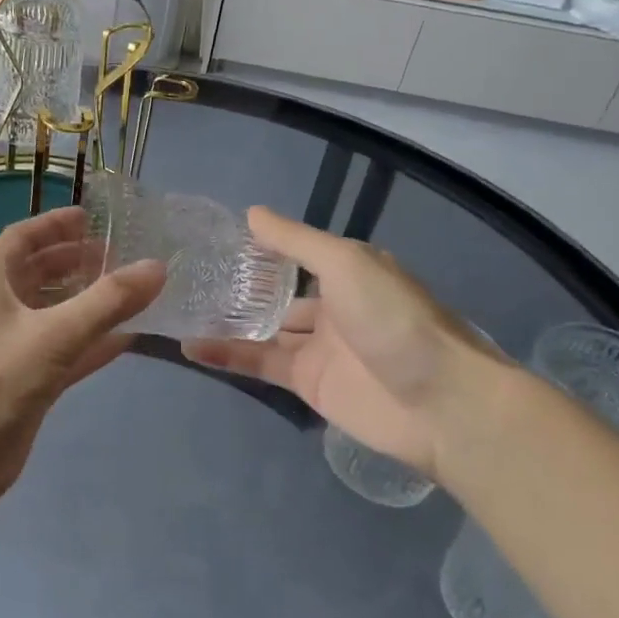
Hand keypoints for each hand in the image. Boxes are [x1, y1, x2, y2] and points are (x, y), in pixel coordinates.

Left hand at [0, 207, 164, 509]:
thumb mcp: (53, 335)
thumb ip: (107, 301)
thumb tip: (157, 266)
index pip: (24, 237)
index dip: (56, 224)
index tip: (94, 218)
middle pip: (40, 272)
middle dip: (77, 261)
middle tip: (122, 254)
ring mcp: (11, 345)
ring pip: (55, 312)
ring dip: (88, 300)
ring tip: (132, 289)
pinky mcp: (25, 380)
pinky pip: (64, 349)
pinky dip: (92, 341)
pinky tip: (128, 337)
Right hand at [183, 208, 504, 482]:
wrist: (441, 403)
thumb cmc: (395, 319)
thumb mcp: (346, 264)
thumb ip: (296, 241)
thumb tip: (251, 214)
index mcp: (348, 271)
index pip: (296, 253)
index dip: (260, 248)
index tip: (215, 240)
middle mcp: (332, 306)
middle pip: (276, 294)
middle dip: (239, 288)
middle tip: (186, 278)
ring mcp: (319, 347)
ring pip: (262, 331)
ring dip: (225, 322)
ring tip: (177, 310)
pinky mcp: (307, 384)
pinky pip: (261, 365)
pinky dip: (228, 356)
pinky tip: (191, 348)